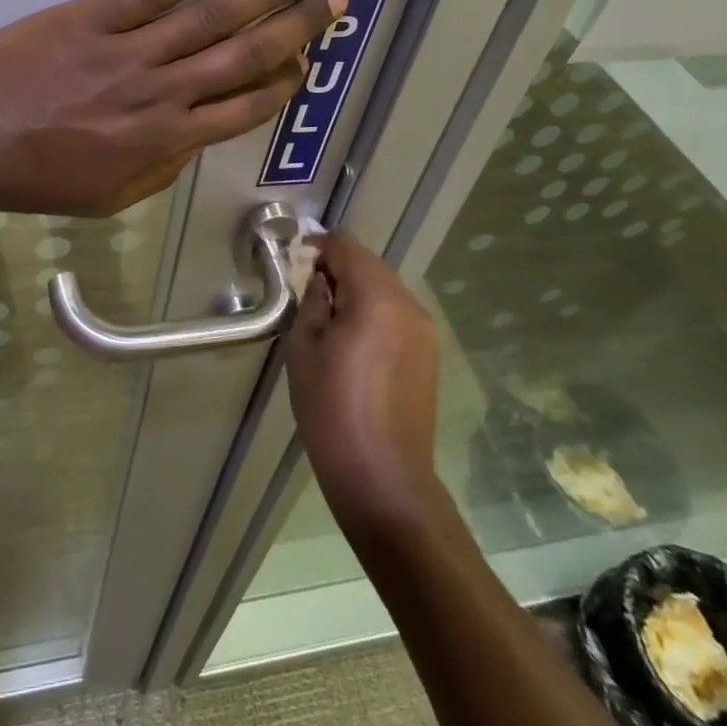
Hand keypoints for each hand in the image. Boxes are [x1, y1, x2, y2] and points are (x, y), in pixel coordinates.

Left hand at [0, 0, 343, 217]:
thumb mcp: (110, 196)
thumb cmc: (39, 177)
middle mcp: (161, 91)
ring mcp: (129, 50)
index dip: (282, 82)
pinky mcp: (94, 18)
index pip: (243, 107)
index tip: (307, 62)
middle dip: (293, 26)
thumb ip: (162, 168)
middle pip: (242, 55)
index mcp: (165, 139)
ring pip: (208, 18)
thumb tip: (197, 138)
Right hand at [285, 231, 443, 536]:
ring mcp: (424, 330)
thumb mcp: (304, 349)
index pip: (347, 247)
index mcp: (376, 298)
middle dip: (339, 268)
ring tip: (330, 318)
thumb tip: (320, 280)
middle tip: (309, 291)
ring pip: (386, 288)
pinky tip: (355, 341)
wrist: (383, 478)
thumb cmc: (331, 410)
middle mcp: (408, 304)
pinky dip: (375, 312)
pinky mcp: (429, 354)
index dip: (319, 247)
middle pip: (370, 265)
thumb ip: (311, 302)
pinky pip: (397, 314)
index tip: (297, 262)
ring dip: (358, 290)